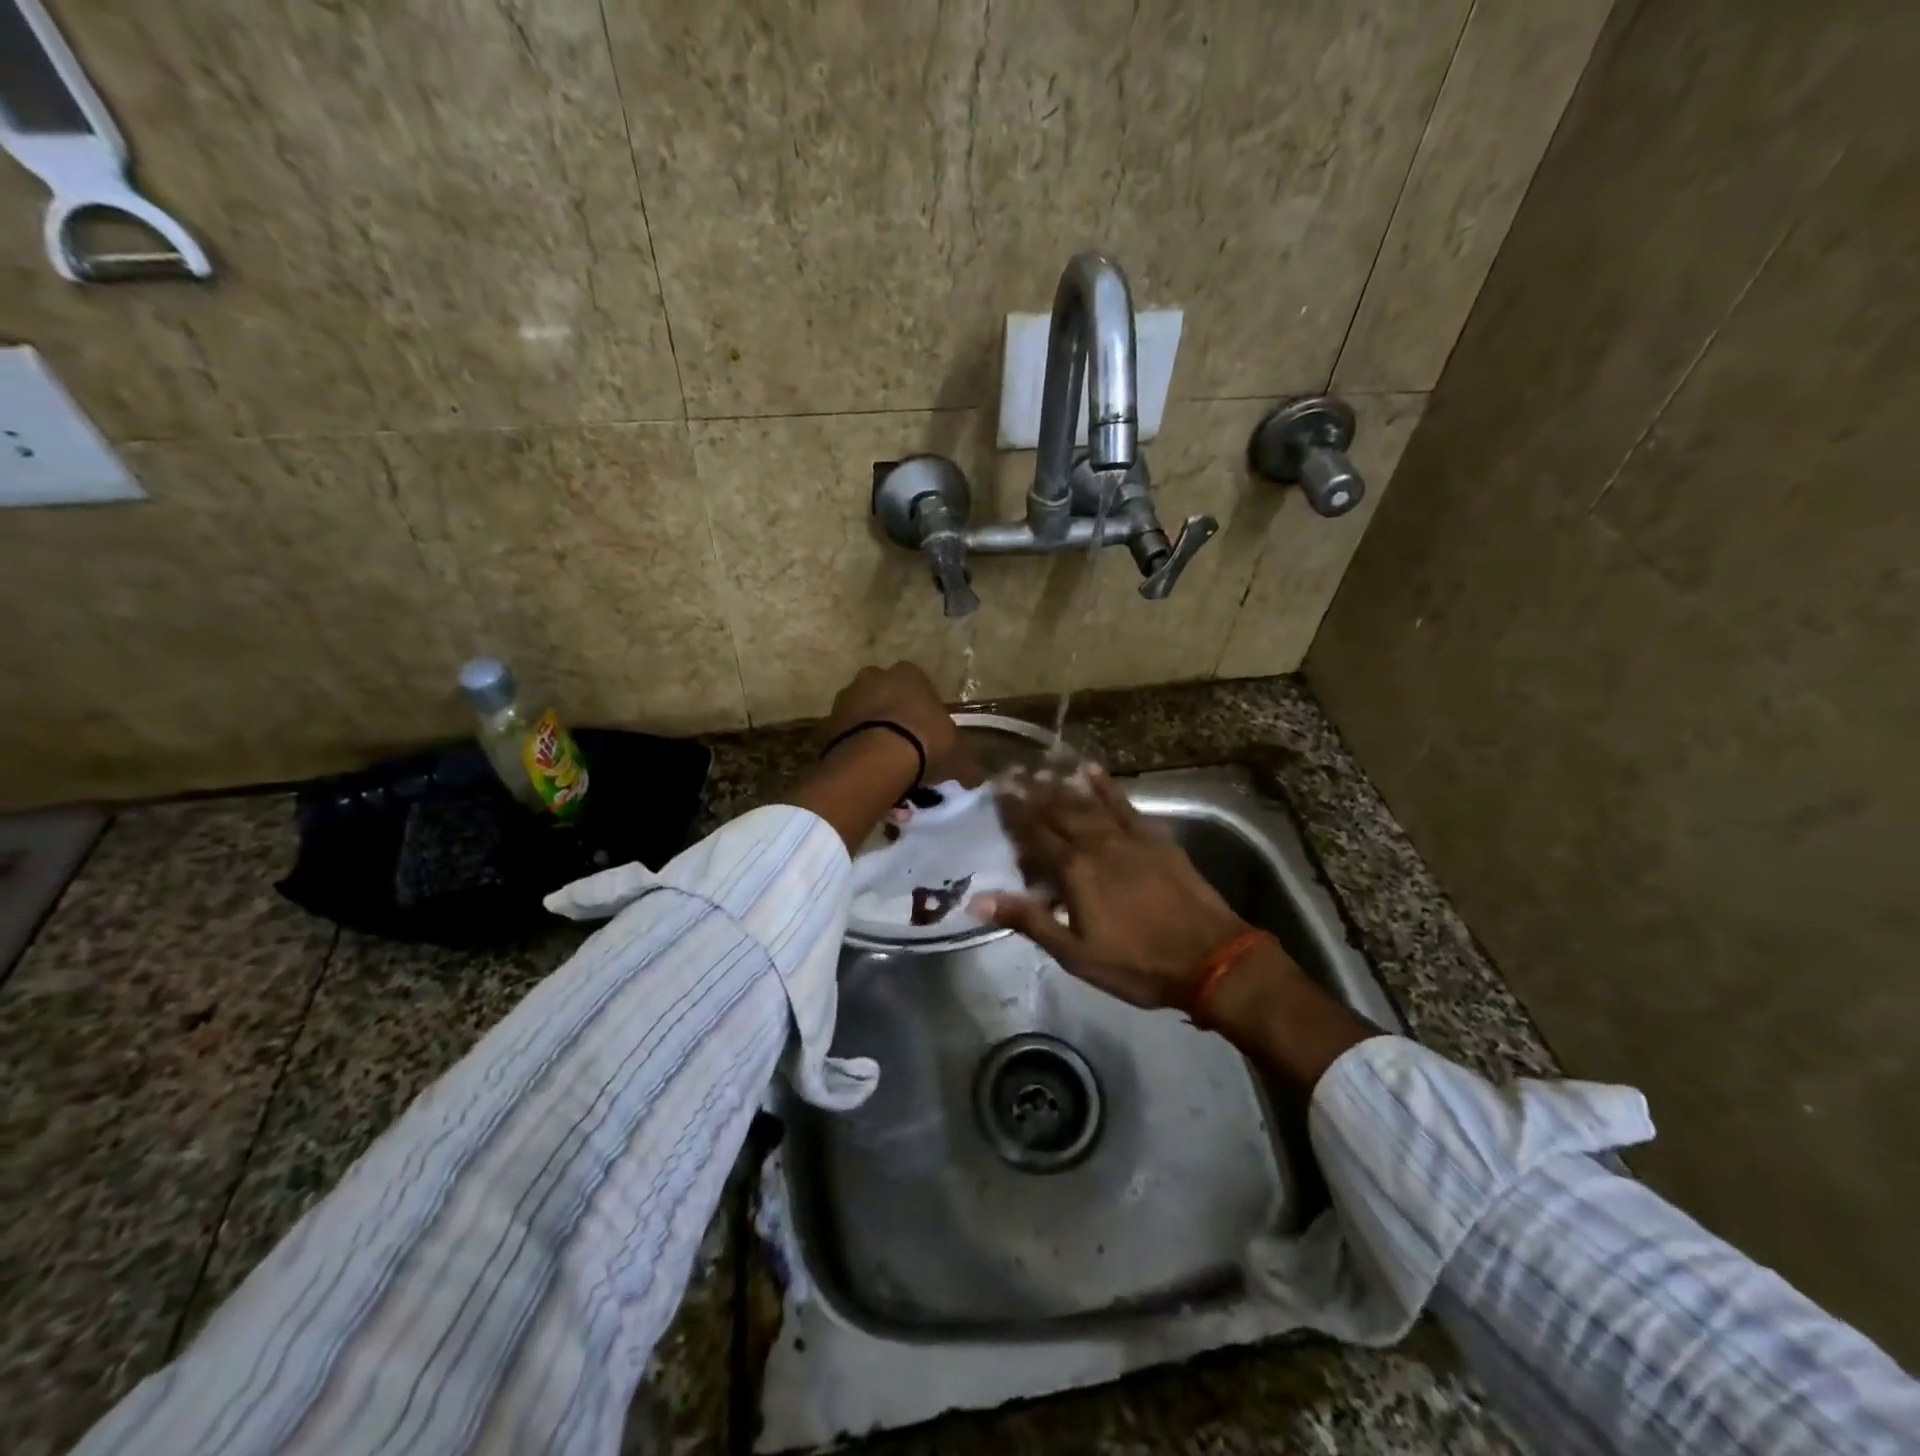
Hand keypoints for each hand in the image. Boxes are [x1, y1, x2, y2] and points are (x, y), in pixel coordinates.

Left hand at [819, 661, 970, 784]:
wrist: (875, 760)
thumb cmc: (924, 743)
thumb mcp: (957, 756)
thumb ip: (966, 765)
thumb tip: (975, 778)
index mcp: (908, 673)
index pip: (919, 685)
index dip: (924, 710)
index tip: (929, 735)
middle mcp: (873, 677)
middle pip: (886, 696)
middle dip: (894, 718)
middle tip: (906, 750)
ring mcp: (845, 698)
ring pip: (863, 716)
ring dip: (872, 735)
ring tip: (884, 769)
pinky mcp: (826, 724)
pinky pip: (845, 737)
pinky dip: (854, 751)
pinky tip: (866, 775)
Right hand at [971, 767, 1248, 1009]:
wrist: (1210, 957)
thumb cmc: (1137, 963)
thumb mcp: (1075, 953)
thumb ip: (1028, 920)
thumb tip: (977, 900)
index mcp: (1075, 871)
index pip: (1035, 834)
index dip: (1014, 812)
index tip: (996, 790)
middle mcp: (1097, 844)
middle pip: (1059, 811)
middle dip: (1033, 791)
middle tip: (1013, 771)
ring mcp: (1129, 837)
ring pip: (1088, 803)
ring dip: (1063, 784)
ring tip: (1042, 768)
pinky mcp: (1155, 838)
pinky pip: (1125, 804)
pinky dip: (1107, 786)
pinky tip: (1092, 770)